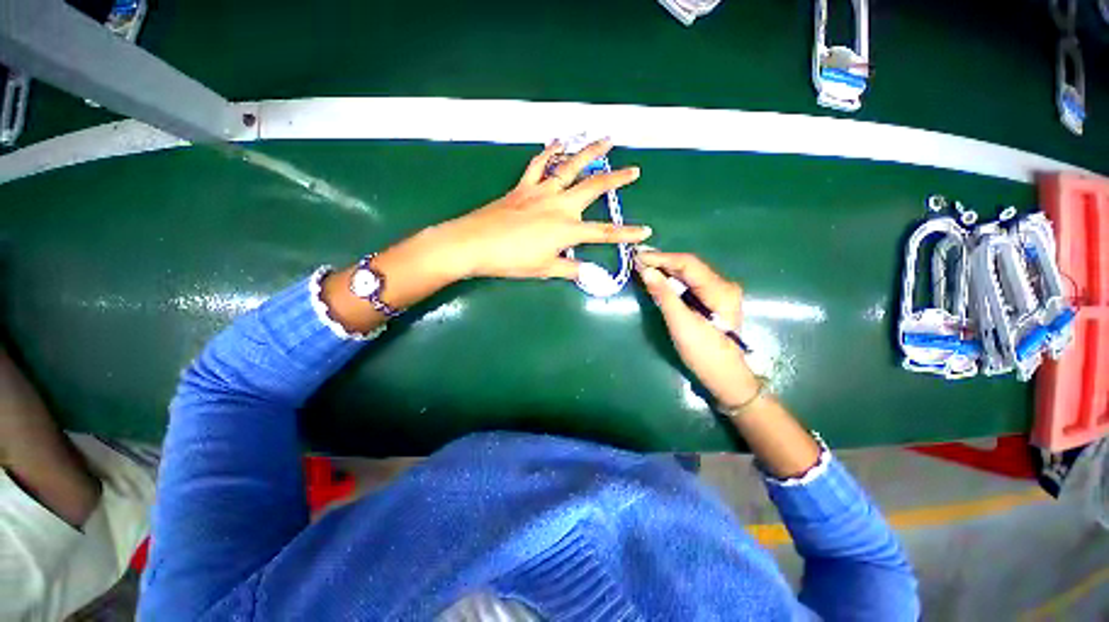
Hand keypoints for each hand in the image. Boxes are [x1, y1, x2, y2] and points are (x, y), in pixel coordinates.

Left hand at [436, 139, 652, 280]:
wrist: (475, 244)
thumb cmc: (512, 260)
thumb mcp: (544, 269)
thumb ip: (570, 269)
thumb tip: (589, 274)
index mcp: (567, 229)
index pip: (604, 232)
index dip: (626, 233)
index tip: (645, 231)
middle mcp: (559, 205)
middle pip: (594, 188)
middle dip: (617, 179)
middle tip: (634, 169)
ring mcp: (541, 191)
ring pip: (570, 167)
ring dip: (589, 152)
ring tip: (606, 140)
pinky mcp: (523, 187)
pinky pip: (538, 165)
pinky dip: (548, 152)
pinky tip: (557, 142)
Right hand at [635, 251, 758, 408]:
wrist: (724, 377)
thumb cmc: (704, 352)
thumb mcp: (681, 323)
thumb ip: (664, 295)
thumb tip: (646, 271)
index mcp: (719, 289)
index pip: (687, 263)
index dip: (661, 258)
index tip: (638, 257)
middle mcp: (722, 285)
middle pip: (688, 266)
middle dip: (662, 262)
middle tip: (636, 260)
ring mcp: (717, 292)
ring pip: (688, 274)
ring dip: (665, 270)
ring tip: (642, 267)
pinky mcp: (711, 301)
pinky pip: (688, 284)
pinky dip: (671, 281)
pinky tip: (657, 279)